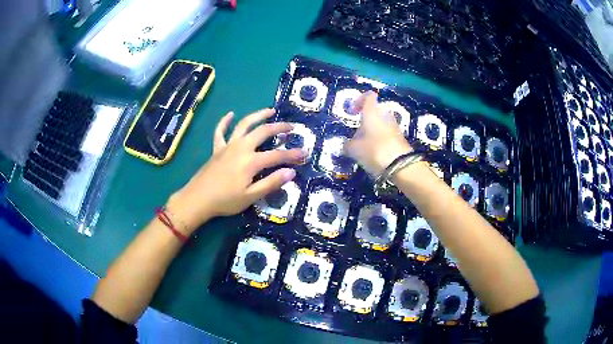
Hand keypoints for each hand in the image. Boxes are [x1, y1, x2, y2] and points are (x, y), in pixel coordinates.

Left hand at [167, 109, 302, 232]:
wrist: (197, 199)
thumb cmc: (225, 201)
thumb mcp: (251, 196)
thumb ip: (271, 183)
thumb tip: (291, 173)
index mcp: (251, 161)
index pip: (277, 155)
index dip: (293, 155)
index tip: (305, 153)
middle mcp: (241, 147)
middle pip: (263, 131)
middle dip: (279, 127)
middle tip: (292, 127)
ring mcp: (228, 146)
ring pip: (244, 124)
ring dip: (258, 115)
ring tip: (270, 110)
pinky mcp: (217, 148)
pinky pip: (220, 131)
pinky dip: (225, 121)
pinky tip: (231, 114)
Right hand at [344, 91, 411, 175]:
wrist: (401, 167)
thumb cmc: (374, 151)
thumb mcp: (354, 150)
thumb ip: (348, 145)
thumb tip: (346, 145)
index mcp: (372, 113)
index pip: (368, 96)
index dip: (359, 100)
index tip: (352, 111)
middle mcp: (385, 116)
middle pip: (375, 111)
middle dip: (365, 121)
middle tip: (357, 133)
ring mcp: (395, 127)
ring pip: (381, 124)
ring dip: (373, 132)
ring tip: (364, 146)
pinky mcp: (401, 139)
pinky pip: (387, 135)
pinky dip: (380, 140)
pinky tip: (374, 153)